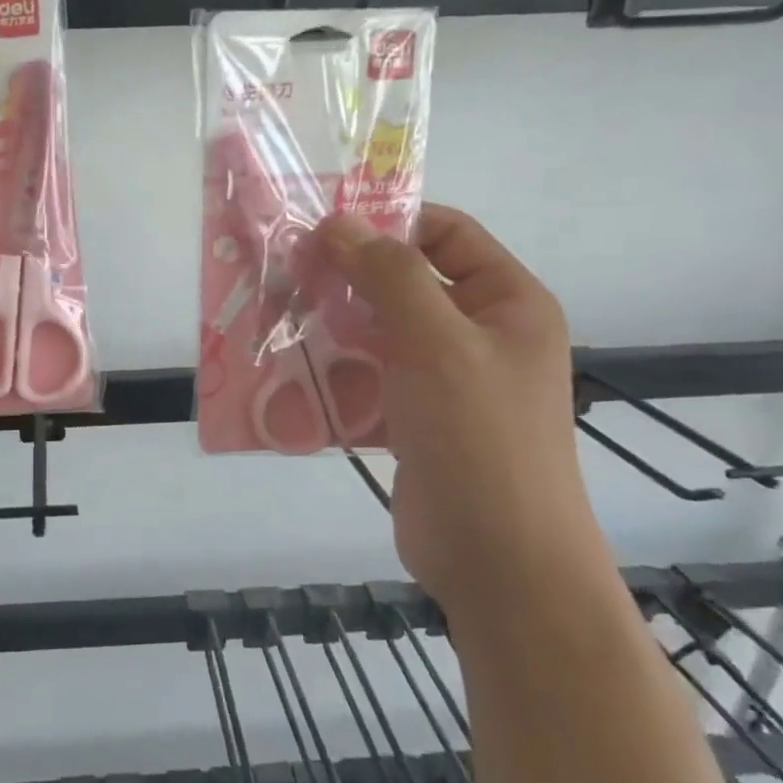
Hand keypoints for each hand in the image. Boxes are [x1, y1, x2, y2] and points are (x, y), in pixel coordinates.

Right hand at [317, 204, 602, 608]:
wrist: (498, 561)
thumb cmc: (480, 439)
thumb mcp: (438, 344)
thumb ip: (390, 277)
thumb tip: (338, 223)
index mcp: (506, 302)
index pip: (446, 234)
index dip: (387, 221)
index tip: (321, 225)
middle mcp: (478, 333)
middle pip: (405, 281)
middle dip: (347, 274)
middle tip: (284, 270)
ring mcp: (444, 380)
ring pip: (379, 330)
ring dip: (332, 322)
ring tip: (276, 314)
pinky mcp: (413, 418)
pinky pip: (368, 376)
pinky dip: (333, 369)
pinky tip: (288, 369)